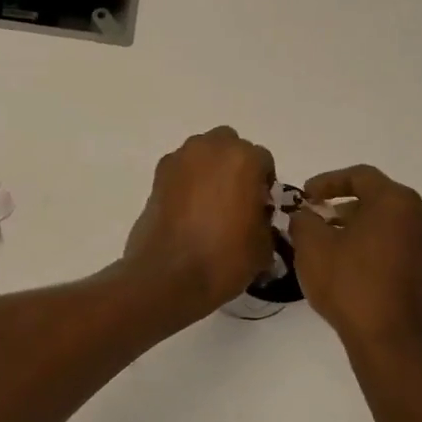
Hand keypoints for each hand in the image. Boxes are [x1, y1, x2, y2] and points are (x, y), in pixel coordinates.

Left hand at [123, 127, 276, 321]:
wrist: (169, 275)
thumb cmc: (224, 258)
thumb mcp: (264, 244)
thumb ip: (264, 218)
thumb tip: (255, 216)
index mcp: (244, 159)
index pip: (263, 161)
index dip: (264, 185)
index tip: (260, 208)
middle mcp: (210, 148)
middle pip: (230, 146)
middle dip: (235, 166)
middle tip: (236, 199)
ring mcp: (179, 159)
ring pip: (202, 154)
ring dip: (209, 170)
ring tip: (210, 205)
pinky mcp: (157, 176)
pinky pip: (181, 170)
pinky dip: (187, 182)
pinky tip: (188, 211)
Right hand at [289, 165, 421, 350]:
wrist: (390, 341)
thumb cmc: (349, 284)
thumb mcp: (311, 246)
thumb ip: (304, 220)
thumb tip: (305, 215)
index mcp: (396, 202)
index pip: (360, 176)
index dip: (328, 181)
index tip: (305, 195)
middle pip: (379, 200)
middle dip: (345, 207)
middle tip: (318, 220)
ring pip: (393, 227)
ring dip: (363, 230)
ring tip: (334, 246)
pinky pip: (402, 251)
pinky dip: (379, 251)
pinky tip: (357, 269)